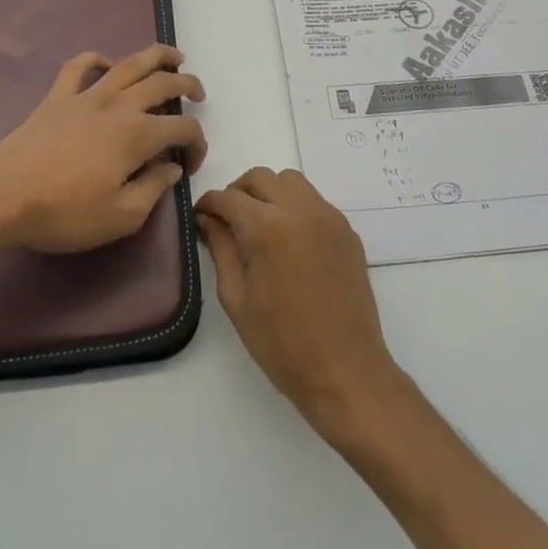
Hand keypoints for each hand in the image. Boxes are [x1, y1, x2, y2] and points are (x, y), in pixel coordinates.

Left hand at [0, 44, 206, 254]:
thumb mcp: (121, 216)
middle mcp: (119, 105)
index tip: (191, 164)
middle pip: (163, 83)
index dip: (197, 143)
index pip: (183, 128)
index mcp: (138, 134)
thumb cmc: (64, 212)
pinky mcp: (57, 96)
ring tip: (174, 57)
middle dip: (188, 85)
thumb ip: (154, 188)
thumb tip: (172, 166)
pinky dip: (96, 59)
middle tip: (198, 94)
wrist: (2, 196)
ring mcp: (86, 95)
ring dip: (157, 56)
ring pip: (129, 63)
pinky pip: (79, 66)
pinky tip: (104, 65)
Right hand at [196, 168, 405, 442]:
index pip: (228, 197)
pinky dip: (295, 206)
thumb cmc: (282, 343)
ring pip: (291, 181)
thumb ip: (221, 249)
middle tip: (227, 220)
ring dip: (269, 193)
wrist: (345, 370)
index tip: (200, 217)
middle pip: (261, 178)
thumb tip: (209, 219)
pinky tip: (289, 240)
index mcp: (267, 228)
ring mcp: (328, 217)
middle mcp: (300, 210)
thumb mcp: (237, 299)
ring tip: (260, 225)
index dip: (208, 204)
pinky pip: (314, 201)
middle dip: (238, 192)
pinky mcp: (347, 231)